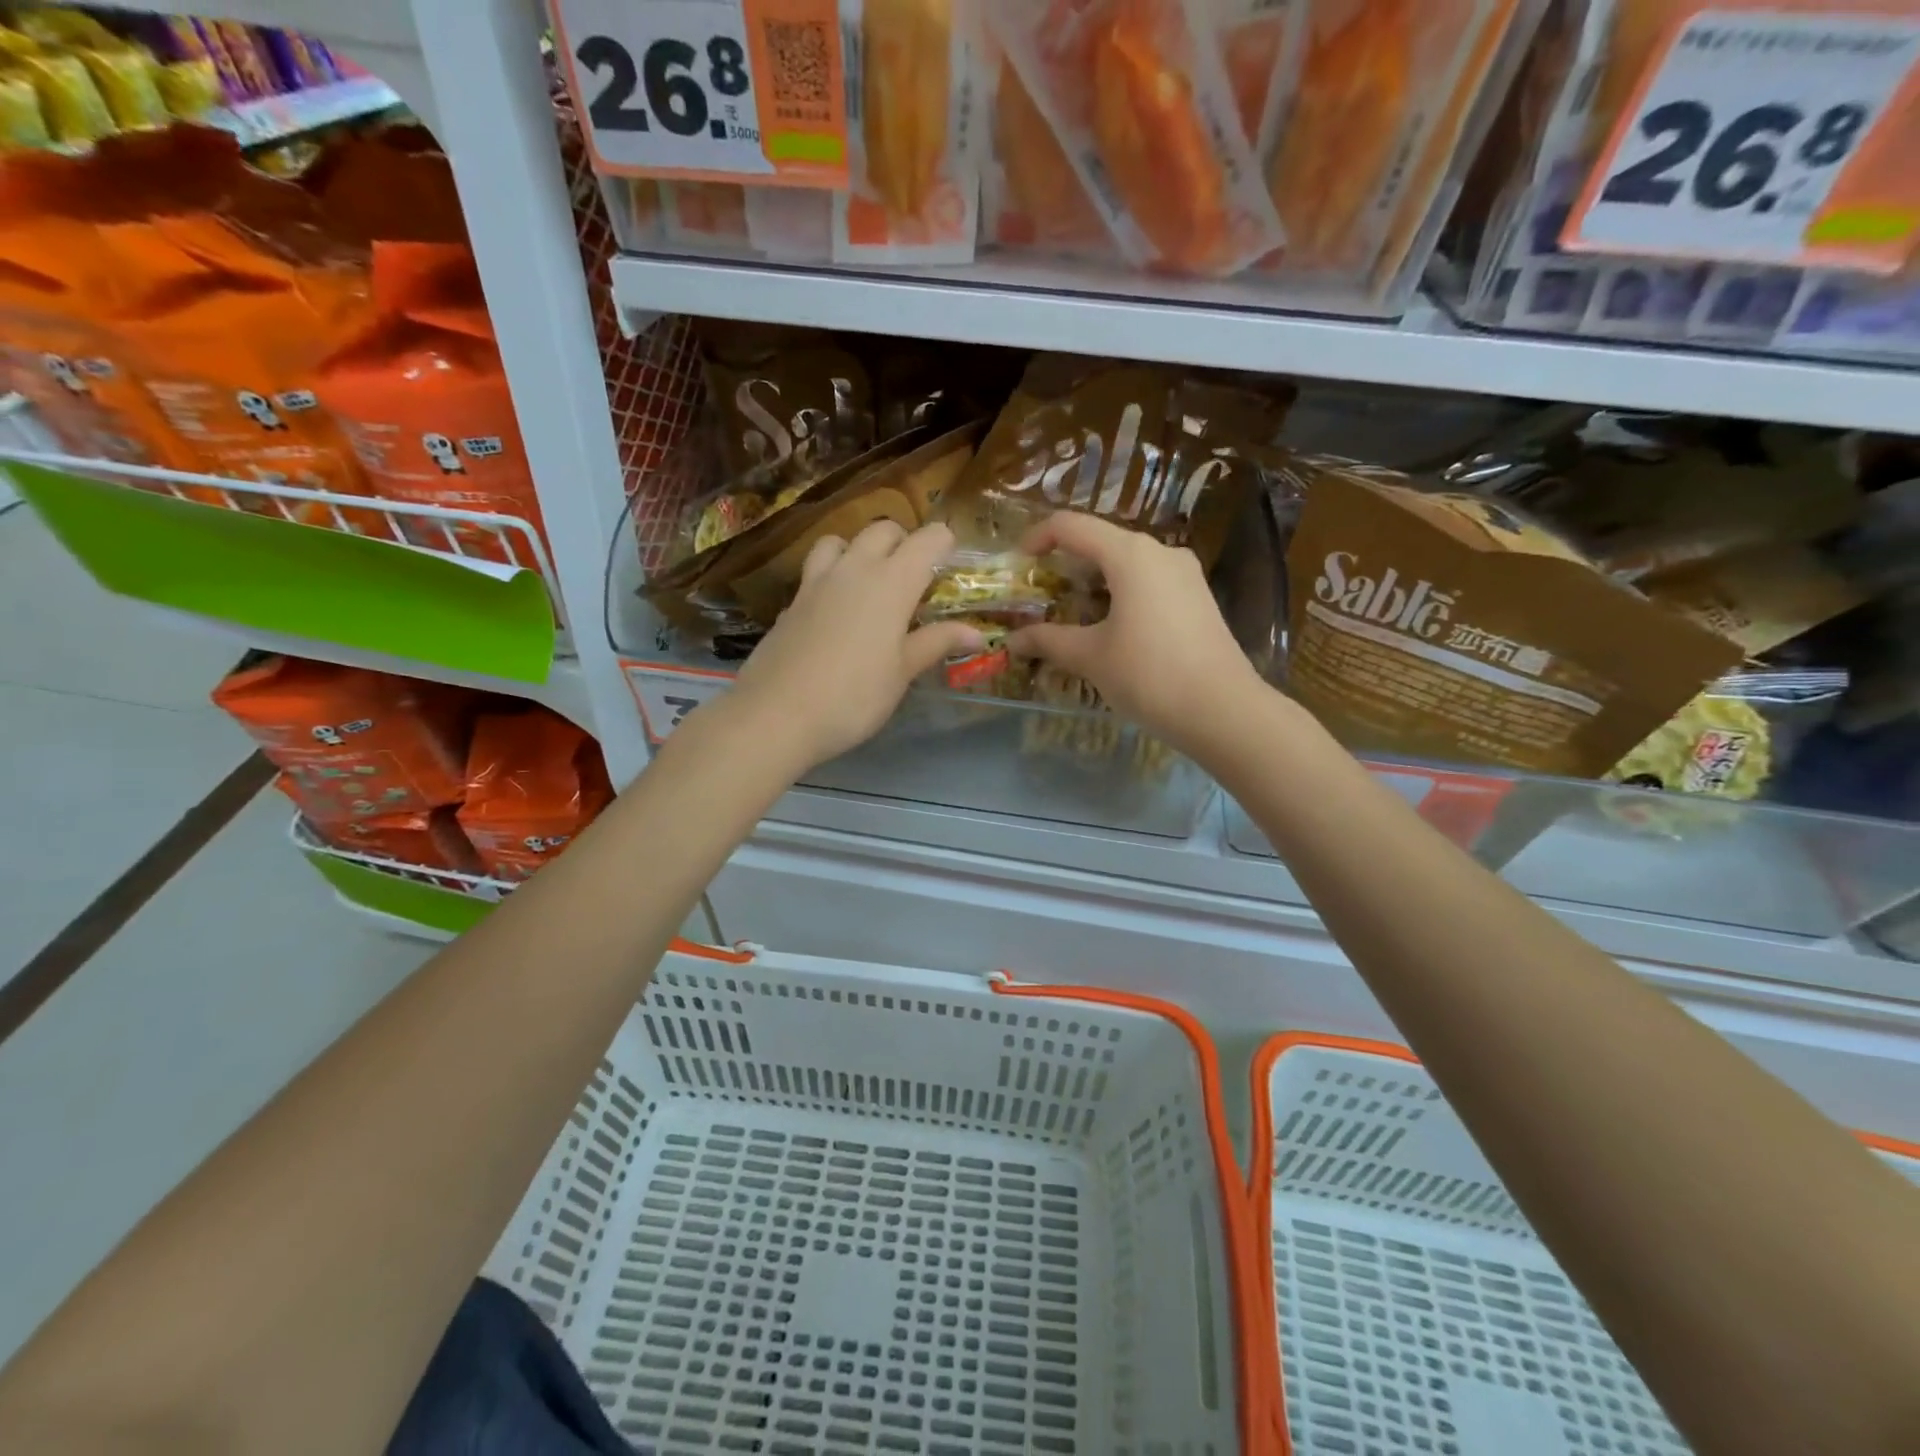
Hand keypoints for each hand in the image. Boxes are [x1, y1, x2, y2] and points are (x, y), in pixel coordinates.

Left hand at [725, 520, 982, 770]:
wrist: (776, 715)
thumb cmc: (853, 697)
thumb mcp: (902, 672)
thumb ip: (937, 643)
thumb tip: (977, 632)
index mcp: (892, 582)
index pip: (928, 538)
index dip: (945, 544)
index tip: (952, 568)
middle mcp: (854, 568)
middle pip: (883, 530)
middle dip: (905, 543)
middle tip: (915, 579)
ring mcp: (816, 582)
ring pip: (841, 540)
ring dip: (860, 549)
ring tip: (870, 583)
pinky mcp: (792, 601)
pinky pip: (816, 570)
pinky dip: (832, 576)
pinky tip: (836, 612)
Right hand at [1007, 512, 1264, 755]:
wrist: (1223, 710)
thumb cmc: (1149, 675)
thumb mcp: (1091, 658)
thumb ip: (1049, 641)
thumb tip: (1013, 640)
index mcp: (1130, 555)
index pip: (1071, 526)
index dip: (1037, 538)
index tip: (1018, 565)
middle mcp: (1160, 552)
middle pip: (1100, 542)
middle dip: (1064, 564)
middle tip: (1040, 596)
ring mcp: (1184, 574)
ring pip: (1126, 564)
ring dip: (1092, 582)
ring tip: (1070, 615)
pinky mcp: (1197, 597)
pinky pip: (1148, 582)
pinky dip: (1119, 594)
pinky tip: (1110, 628)